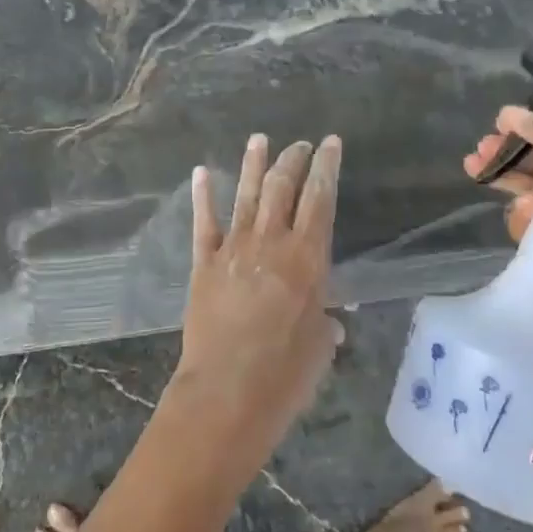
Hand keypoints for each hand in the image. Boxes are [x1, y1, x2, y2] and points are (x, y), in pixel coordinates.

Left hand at [168, 134, 343, 465]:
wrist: (228, 391)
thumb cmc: (286, 375)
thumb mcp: (319, 347)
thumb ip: (324, 323)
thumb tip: (329, 320)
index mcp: (307, 258)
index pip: (320, 199)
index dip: (326, 168)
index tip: (330, 144)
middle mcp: (271, 242)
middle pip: (282, 187)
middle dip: (292, 160)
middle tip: (299, 144)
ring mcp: (234, 249)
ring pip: (246, 196)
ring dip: (253, 165)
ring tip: (259, 140)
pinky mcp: (204, 263)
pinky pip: (204, 222)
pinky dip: (203, 196)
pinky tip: (202, 172)